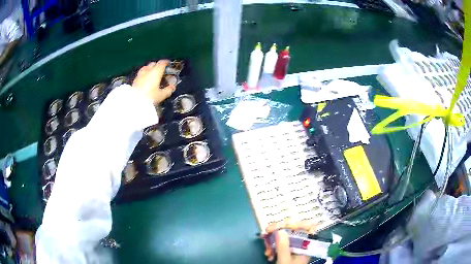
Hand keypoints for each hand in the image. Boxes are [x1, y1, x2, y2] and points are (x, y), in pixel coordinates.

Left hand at [132, 60, 175, 104]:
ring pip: (146, 68)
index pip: (162, 63)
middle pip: (153, 64)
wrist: (135, 102)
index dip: (166, 62)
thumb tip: (173, 87)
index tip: (168, 64)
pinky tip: (145, 79)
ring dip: (150, 69)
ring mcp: (140, 75)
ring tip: (152, 74)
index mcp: (156, 72)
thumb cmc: (150, 97)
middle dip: (158, 65)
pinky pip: (141, 73)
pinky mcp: (135, 80)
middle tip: (161, 70)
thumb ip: (168, 90)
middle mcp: (148, 71)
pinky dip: (144, 74)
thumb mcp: (161, 95)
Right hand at [264, 221, 317, 263]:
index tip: (280, 225)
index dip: (295, 223)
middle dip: (278, 231)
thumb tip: (280, 230)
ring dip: (272, 241)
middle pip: (293, 230)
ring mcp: (294, 247)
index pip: (307, 226)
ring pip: (284, 236)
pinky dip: (272, 246)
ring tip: (267, 251)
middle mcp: (302, 244)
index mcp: (307, 245)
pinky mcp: (287, 250)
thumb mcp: (285, 261)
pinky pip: (279, 243)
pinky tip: (268, 254)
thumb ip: (283, 247)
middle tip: (267, 231)